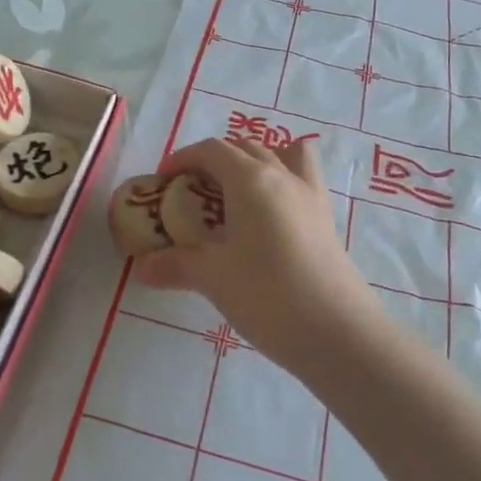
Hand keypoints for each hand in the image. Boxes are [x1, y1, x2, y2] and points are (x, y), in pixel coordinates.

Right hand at [134, 137, 377, 371]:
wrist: (339, 331)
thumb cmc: (268, 295)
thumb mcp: (214, 278)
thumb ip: (176, 265)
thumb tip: (141, 268)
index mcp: (251, 179)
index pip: (212, 150)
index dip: (184, 158)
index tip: (163, 179)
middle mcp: (282, 175)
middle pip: (245, 148)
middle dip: (214, 161)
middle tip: (192, 192)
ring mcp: (310, 195)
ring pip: (280, 155)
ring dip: (254, 162)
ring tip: (235, 193)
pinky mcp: (326, 218)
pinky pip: (303, 178)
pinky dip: (283, 179)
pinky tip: (272, 213)